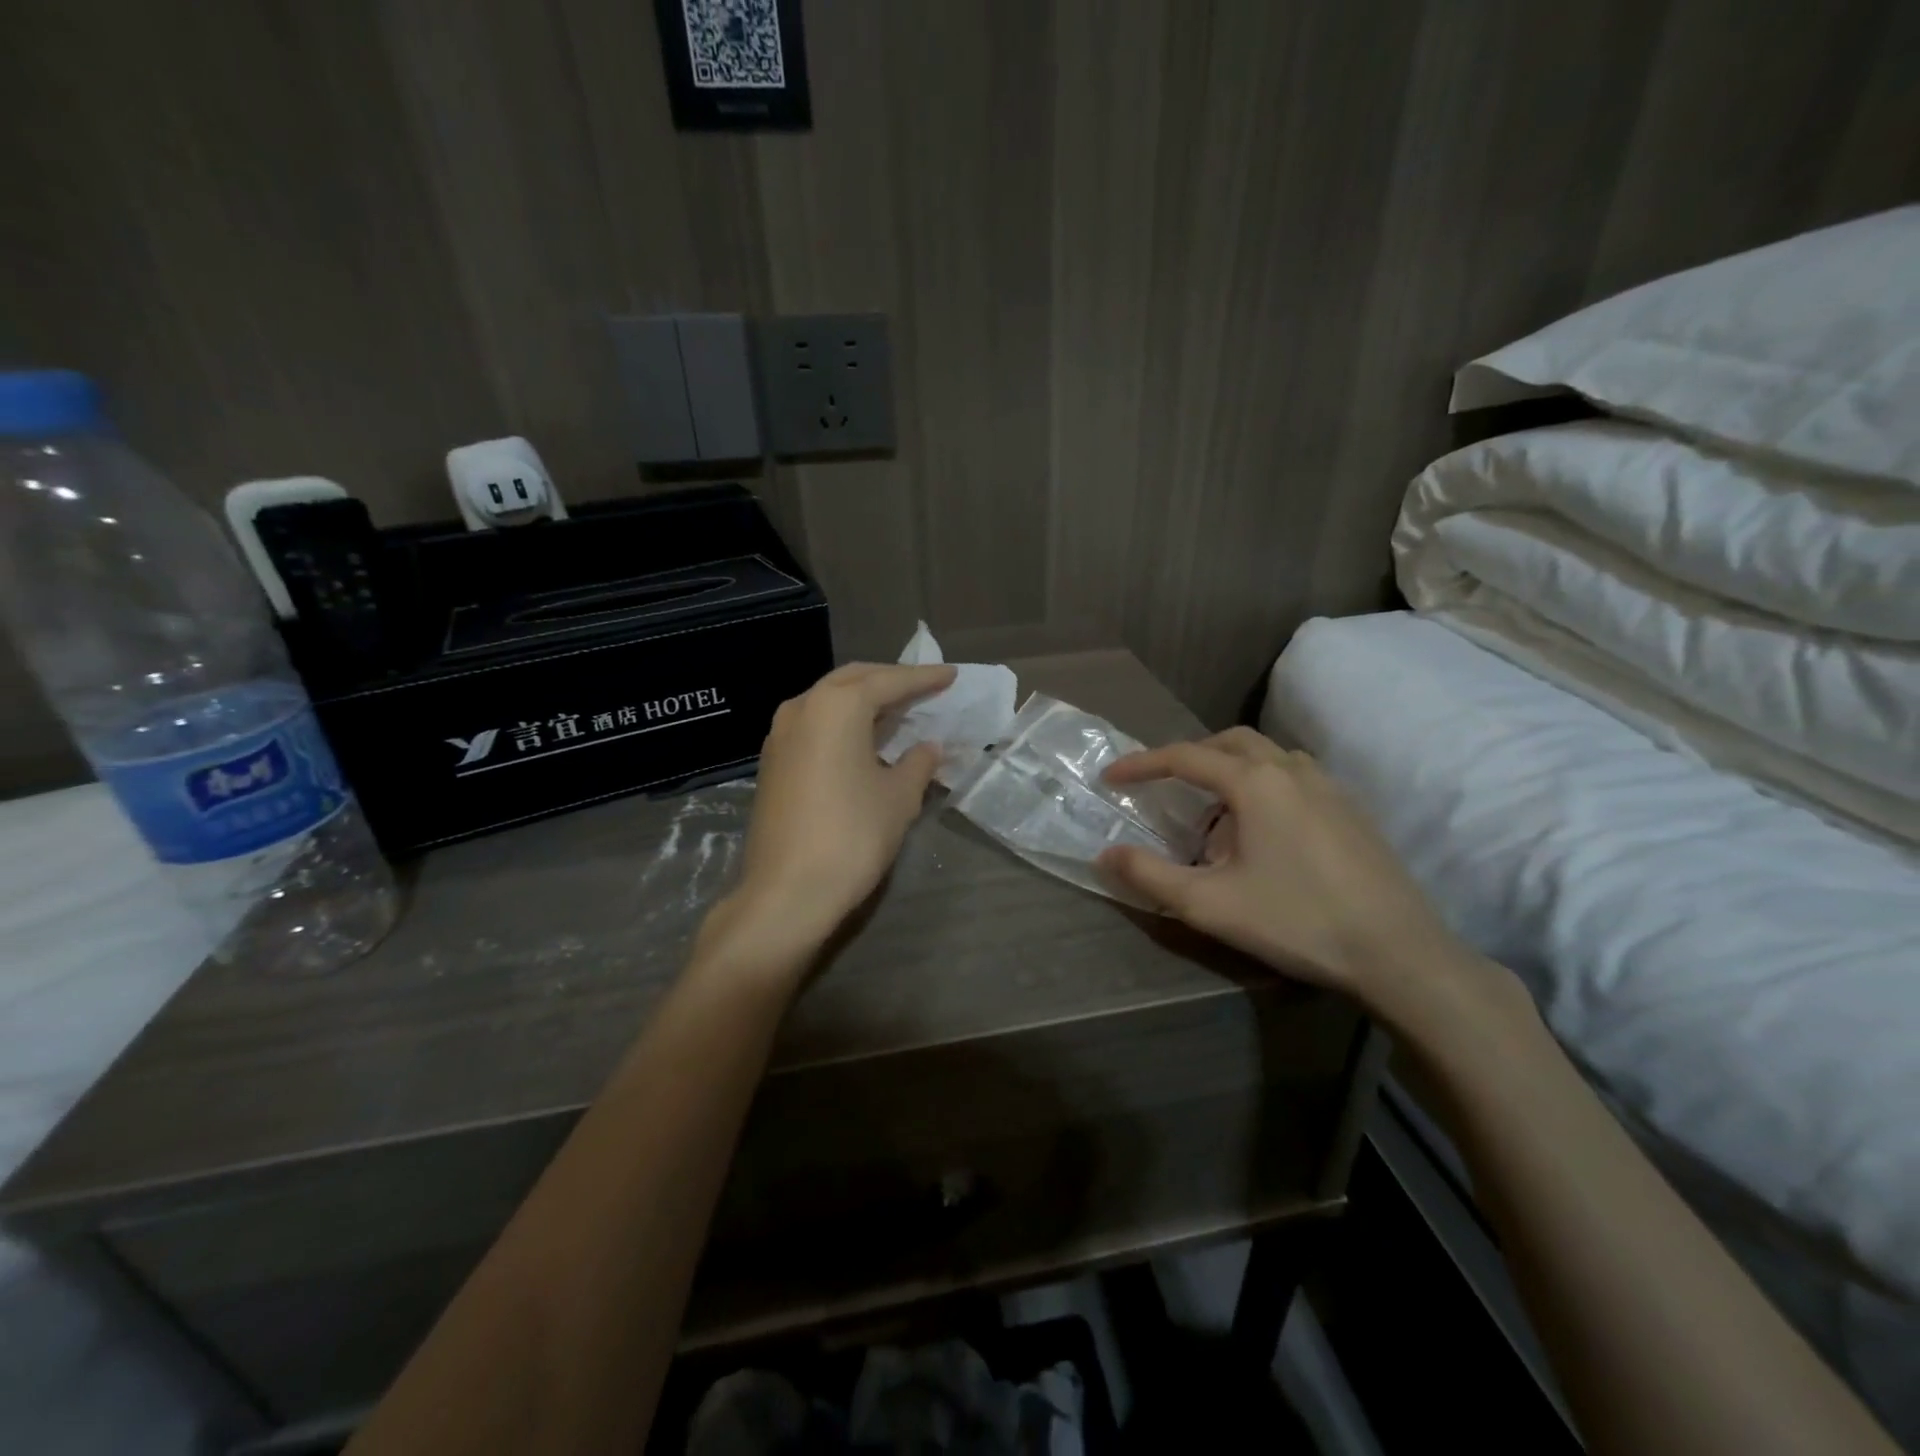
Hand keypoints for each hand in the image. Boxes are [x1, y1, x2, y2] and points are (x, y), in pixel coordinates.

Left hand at [706, 662, 956, 968]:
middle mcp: (803, 707)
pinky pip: (814, 723)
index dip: (924, 679)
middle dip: (890, 681)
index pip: (889, 682)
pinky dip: (842, 721)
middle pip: (853, 680)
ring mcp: (780, 733)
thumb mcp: (898, 798)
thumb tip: (928, 747)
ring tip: (896, 710)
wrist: (787, 891)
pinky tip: (862, 739)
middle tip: (924, 687)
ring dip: (863, 700)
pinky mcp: (772, 760)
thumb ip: (918, 763)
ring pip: (829, 700)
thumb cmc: (852, 835)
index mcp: (838, 706)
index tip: (951, 675)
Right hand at [1097, 728, 1474, 1010]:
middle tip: (1164, 783)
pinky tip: (1263, 829)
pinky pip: (1295, 777)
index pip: (1185, 757)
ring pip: (1269, 756)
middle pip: (1231, 743)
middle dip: (1190, 756)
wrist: (1399, 953)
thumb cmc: (1296, 921)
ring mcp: (1330, 787)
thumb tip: (1104, 855)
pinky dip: (1264, 784)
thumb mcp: (1208, 904)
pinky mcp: (1352, 810)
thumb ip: (1149, 875)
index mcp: (1255, 783)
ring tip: (1213, 808)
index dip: (1142, 764)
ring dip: (1231, 767)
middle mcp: (1292, 771)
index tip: (1111, 777)